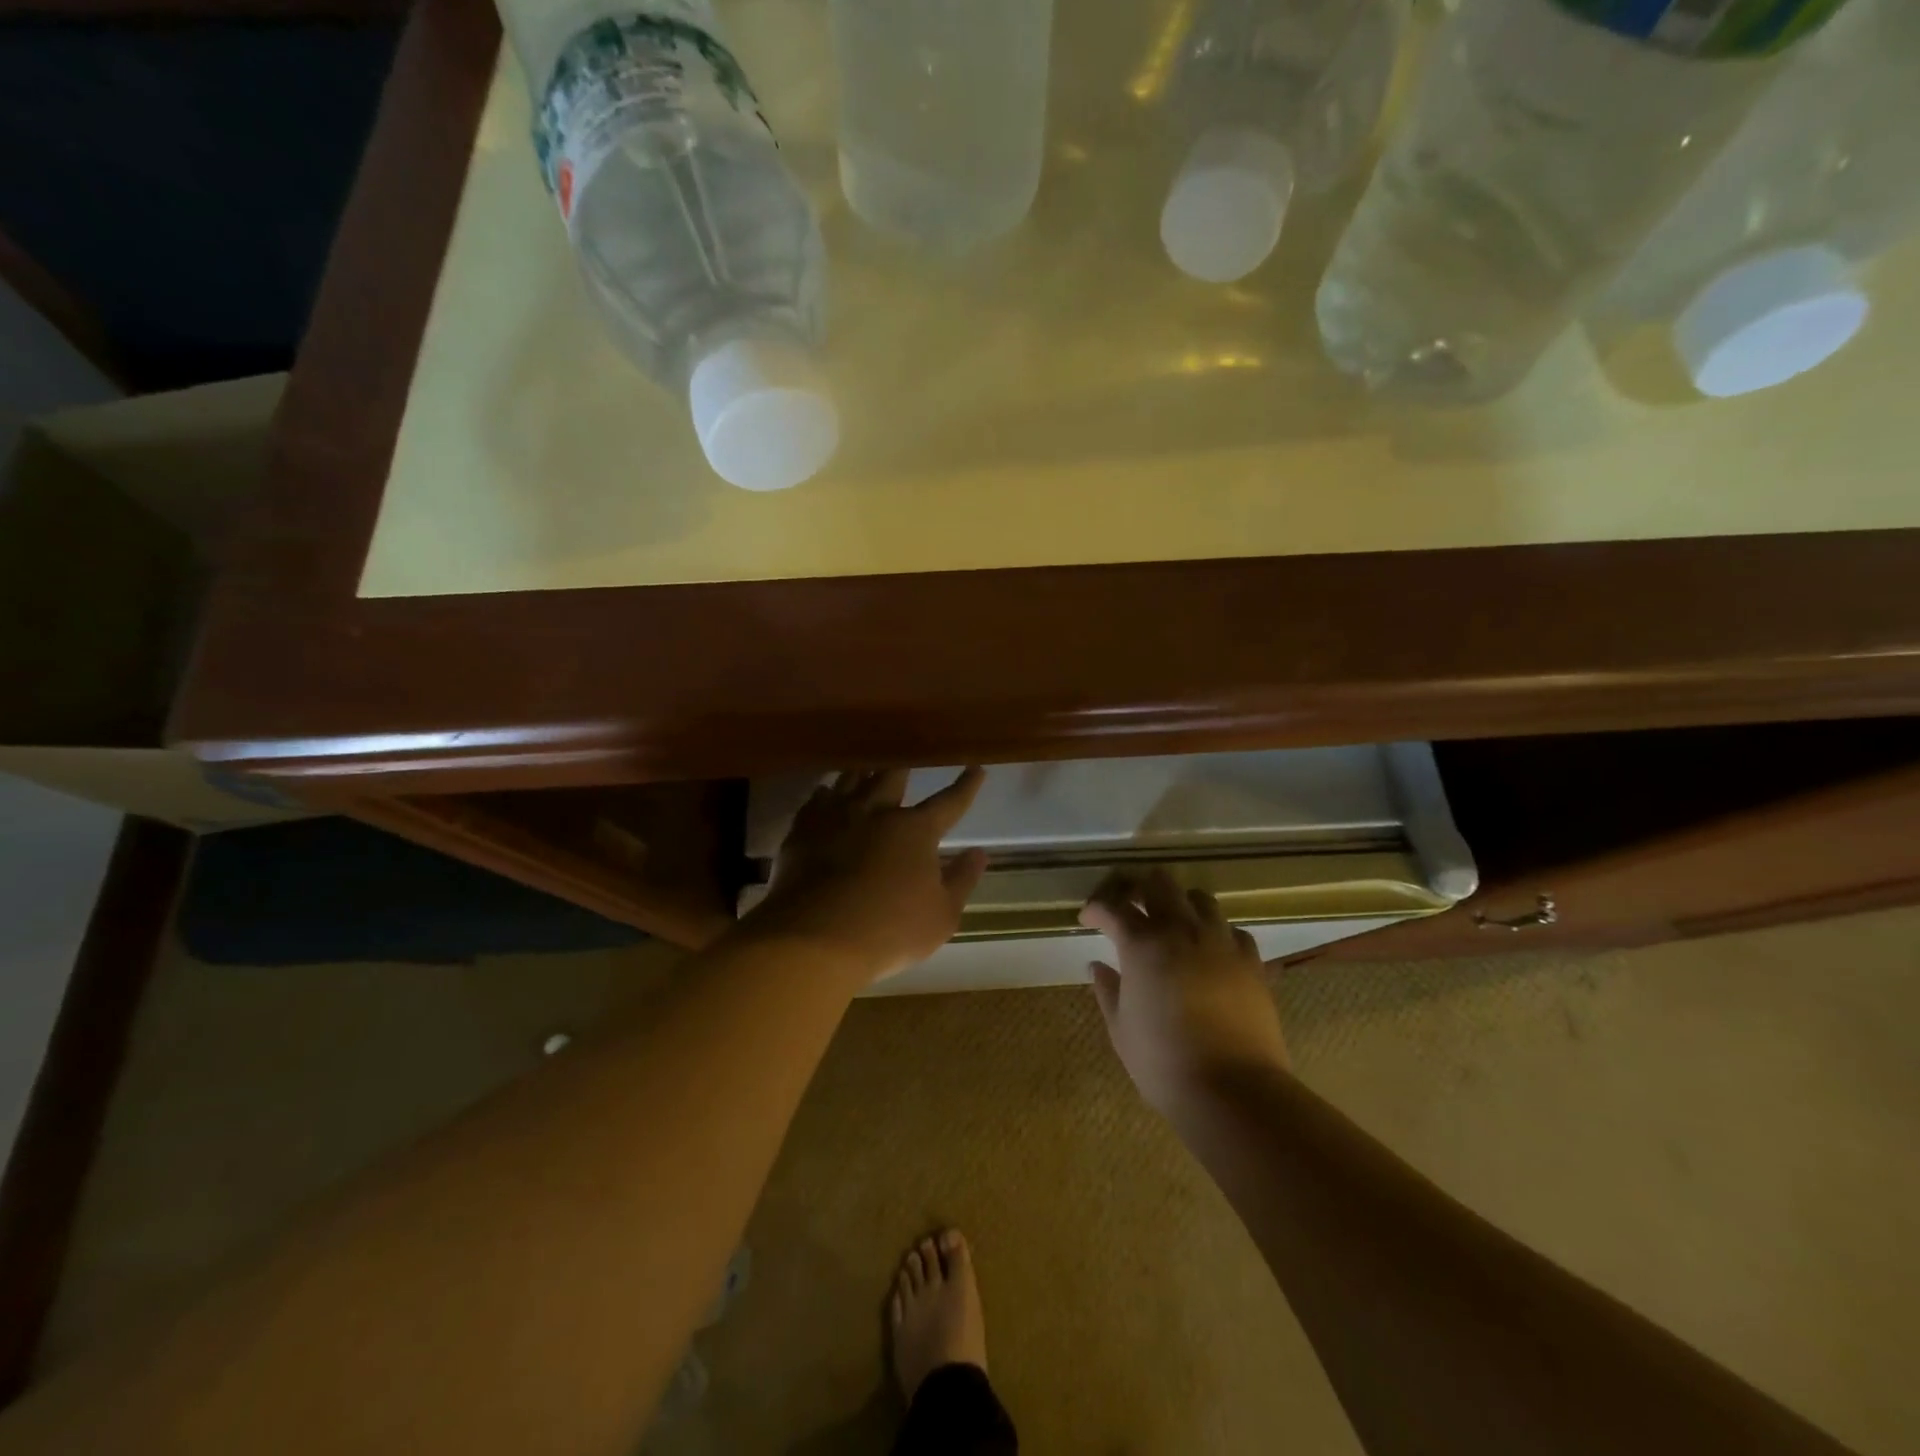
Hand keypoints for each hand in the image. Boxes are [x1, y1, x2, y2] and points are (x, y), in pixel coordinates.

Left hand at [747, 768, 989, 986]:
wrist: (816, 937)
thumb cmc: (890, 930)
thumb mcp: (942, 915)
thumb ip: (962, 880)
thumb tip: (978, 853)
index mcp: (915, 830)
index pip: (948, 802)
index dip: (965, 786)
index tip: (976, 769)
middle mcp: (876, 812)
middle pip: (892, 777)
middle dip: (903, 769)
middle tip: (907, 761)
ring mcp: (835, 818)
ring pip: (851, 781)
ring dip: (863, 774)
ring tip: (866, 770)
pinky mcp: (803, 832)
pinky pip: (816, 801)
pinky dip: (825, 795)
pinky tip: (825, 794)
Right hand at [1080, 868, 1289, 1112]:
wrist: (1233, 1090)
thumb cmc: (1164, 1062)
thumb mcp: (1121, 1029)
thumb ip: (1107, 990)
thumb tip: (1097, 965)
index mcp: (1142, 944)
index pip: (1113, 908)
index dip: (1096, 909)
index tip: (1088, 919)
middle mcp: (1182, 931)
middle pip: (1160, 884)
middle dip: (1140, 889)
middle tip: (1131, 909)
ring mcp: (1221, 942)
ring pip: (1201, 899)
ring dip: (1182, 904)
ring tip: (1174, 925)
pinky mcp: (1252, 962)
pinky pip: (1234, 932)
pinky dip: (1219, 934)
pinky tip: (1213, 953)